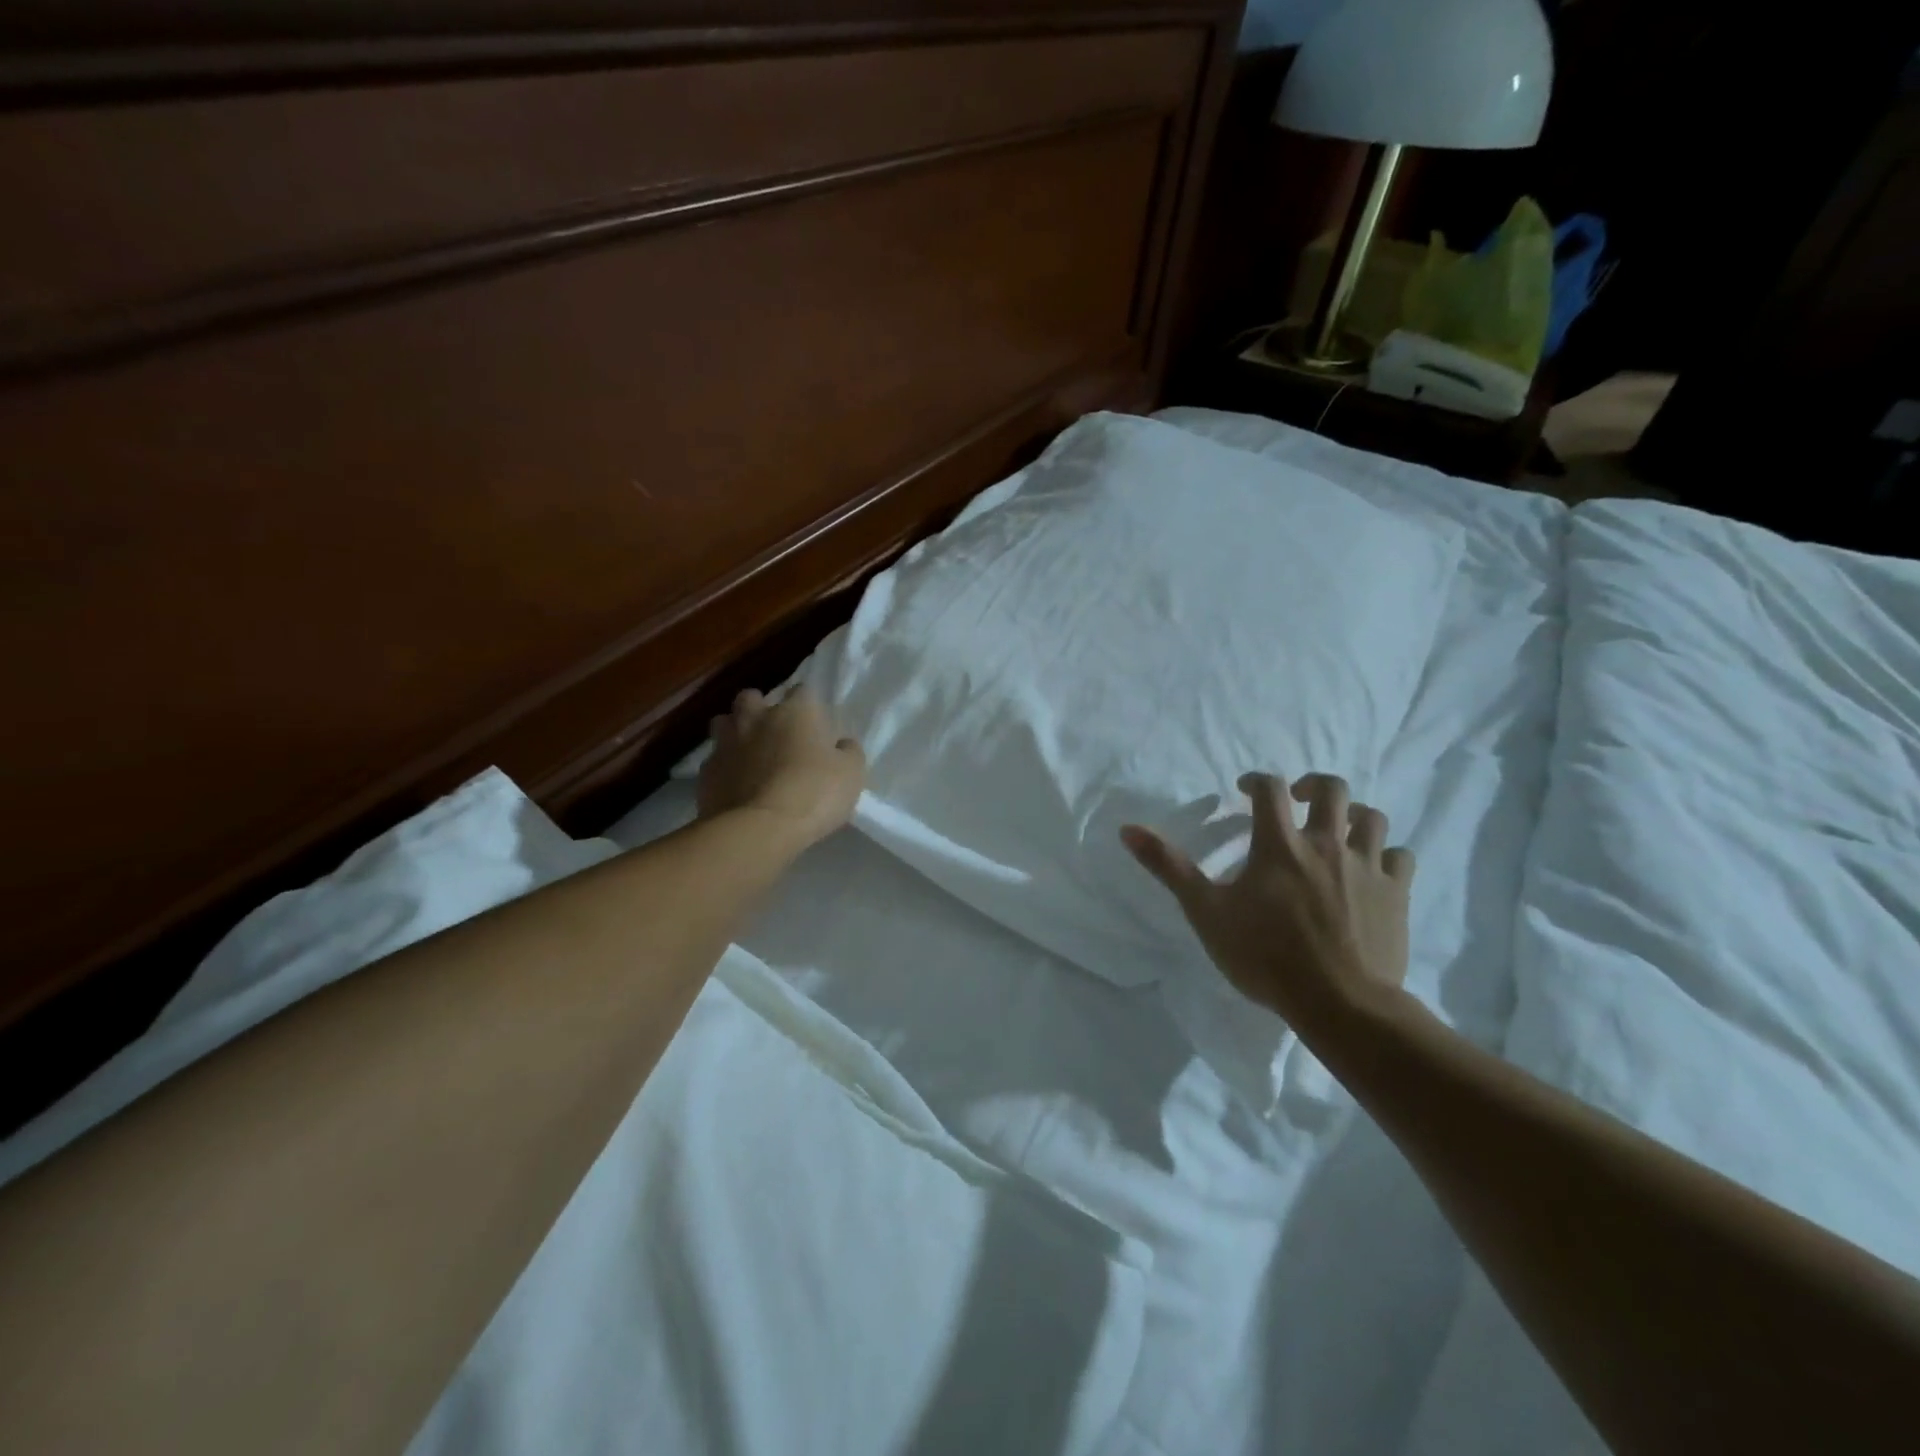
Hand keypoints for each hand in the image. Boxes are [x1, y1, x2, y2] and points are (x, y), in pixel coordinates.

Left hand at [697, 685, 865, 850]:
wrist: (759, 829)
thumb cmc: (814, 793)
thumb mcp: (851, 774)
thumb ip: (848, 752)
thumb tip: (842, 744)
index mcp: (795, 712)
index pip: (802, 691)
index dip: (808, 707)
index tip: (815, 726)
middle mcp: (756, 718)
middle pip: (751, 697)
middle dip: (760, 708)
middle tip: (774, 732)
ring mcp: (726, 743)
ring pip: (723, 723)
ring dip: (734, 732)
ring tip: (748, 754)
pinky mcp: (706, 772)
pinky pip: (714, 761)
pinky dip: (724, 768)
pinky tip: (735, 786)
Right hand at [1121, 773, 1414, 1029]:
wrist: (1340, 1002)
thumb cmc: (1265, 955)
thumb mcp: (1206, 911)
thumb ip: (1169, 867)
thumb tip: (1128, 829)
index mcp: (1281, 844)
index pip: (1270, 789)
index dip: (1257, 780)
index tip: (1245, 789)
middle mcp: (1327, 844)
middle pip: (1333, 790)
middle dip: (1313, 786)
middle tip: (1298, 800)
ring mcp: (1368, 867)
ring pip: (1372, 818)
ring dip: (1353, 816)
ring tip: (1338, 831)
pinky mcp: (1397, 894)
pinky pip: (1401, 857)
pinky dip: (1386, 854)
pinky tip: (1374, 868)